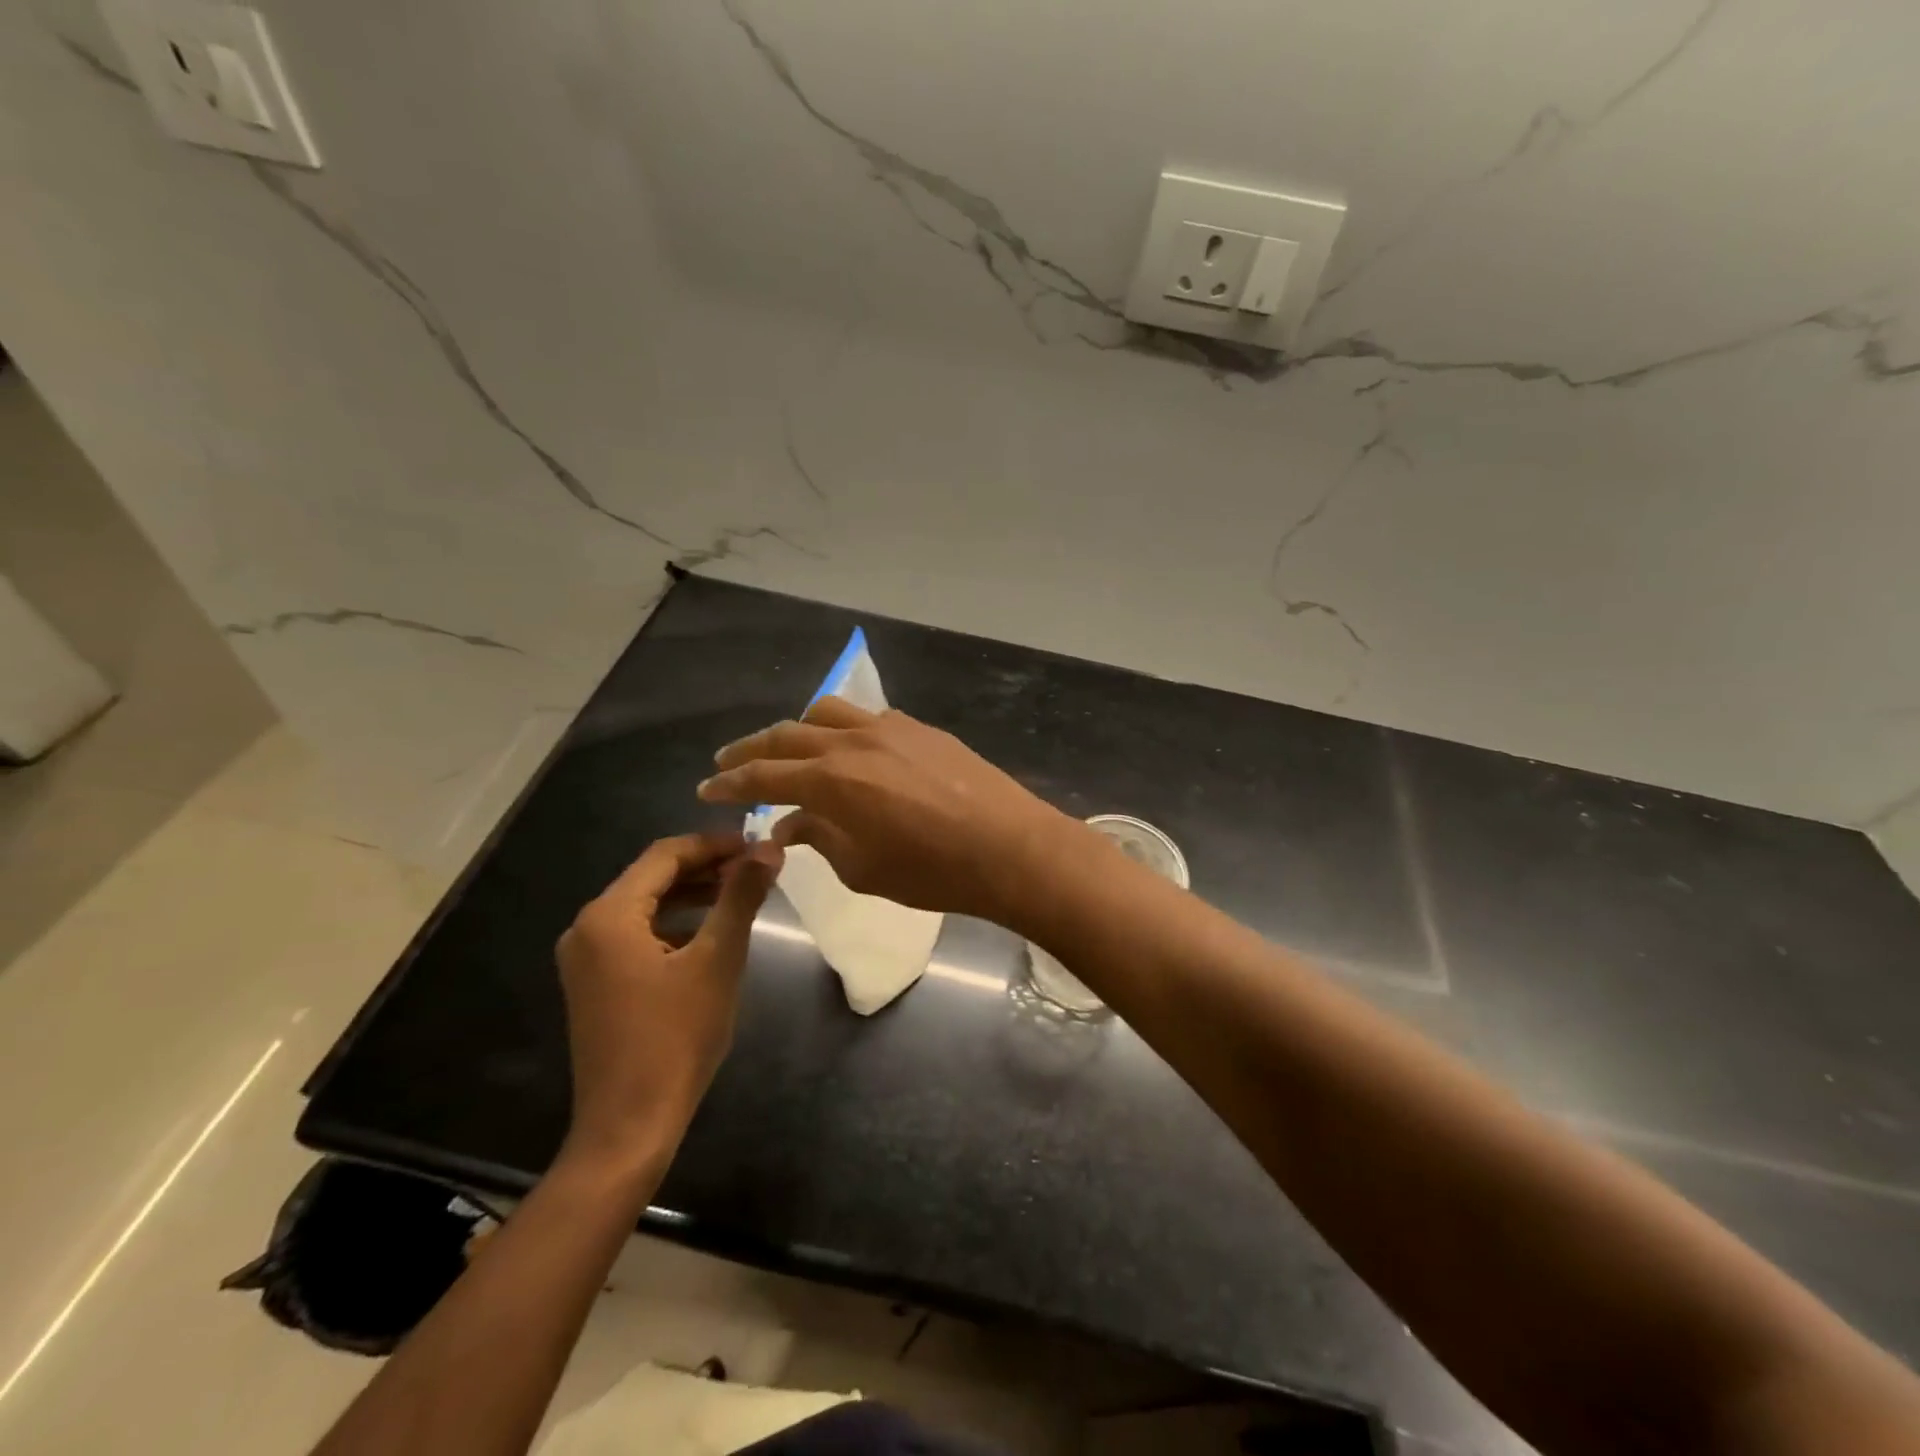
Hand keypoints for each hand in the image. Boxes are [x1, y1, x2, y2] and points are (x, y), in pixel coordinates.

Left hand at [553, 832, 780, 1173]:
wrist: (630, 1125)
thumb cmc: (676, 1037)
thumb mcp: (718, 959)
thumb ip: (741, 896)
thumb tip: (769, 847)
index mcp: (608, 915)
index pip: (665, 855)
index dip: (714, 844)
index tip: (758, 845)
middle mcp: (587, 928)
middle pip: (652, 877)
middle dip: (705, 867)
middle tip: (755, 867)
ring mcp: (586, 959)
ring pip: (645, 905)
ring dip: (692, 893)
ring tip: (740, 893)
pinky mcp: (594, 983)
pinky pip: (636, 933)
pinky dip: (674, 922)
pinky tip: (709, 931)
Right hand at [696, 697, 1080, 926]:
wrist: (1008, 846)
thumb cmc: (932, 871)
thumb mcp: (862, 869)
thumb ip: (820, 839)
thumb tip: (791, 824)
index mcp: (830, 779)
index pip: (763, 775)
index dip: (729, 784)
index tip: (706, 789)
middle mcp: (853, 742)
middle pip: (786, 735)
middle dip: (750, 750)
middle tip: (728, 762)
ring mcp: (889, 728)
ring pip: (826, 713)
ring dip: (797, 730)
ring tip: (787, 749)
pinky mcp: (920, 728)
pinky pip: (866, 718)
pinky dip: (842, 729)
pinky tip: (848, 749)